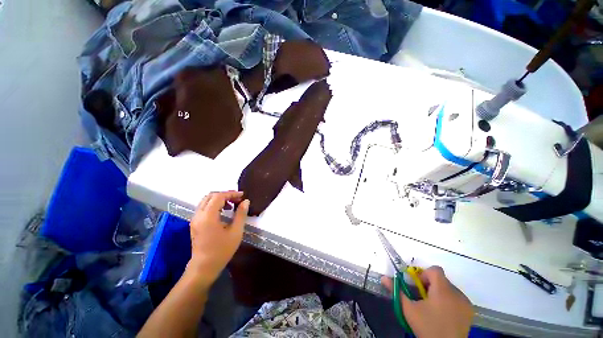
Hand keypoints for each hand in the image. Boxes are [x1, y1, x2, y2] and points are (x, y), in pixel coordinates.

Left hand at [186, 191, 249, 286]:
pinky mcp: (194, 224)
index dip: (231, 193)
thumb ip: (241, 214)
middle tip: (237, 199)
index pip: (218, 196)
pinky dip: (214, 205)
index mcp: (208, 216)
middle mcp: (198, 215)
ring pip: (206, 201)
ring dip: (219, 199)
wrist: (204, 267)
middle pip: (210, 196)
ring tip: (232, 205)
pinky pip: (204, 208)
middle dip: (225, 195)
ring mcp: (194, 219)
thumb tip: (246, 201)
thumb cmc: (222, 250)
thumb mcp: (236, 232)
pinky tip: (223, 212)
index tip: (242, 195)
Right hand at [382, 266, 473, 337]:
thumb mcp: (409, 310)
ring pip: (449, 288)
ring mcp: (466, 303)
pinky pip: (457, 297)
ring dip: (439, 292)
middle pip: (441, 279)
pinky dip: (449, 300)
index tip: (418, 287)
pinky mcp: (470, 311)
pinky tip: (443, 314)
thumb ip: (397, 291)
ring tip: (433, 308)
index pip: (435, 270)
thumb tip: (383, 277)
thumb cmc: (427, 328)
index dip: (424, 274)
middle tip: (423, 299)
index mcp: (443, 290)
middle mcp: (457, 293)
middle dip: (430, 285)